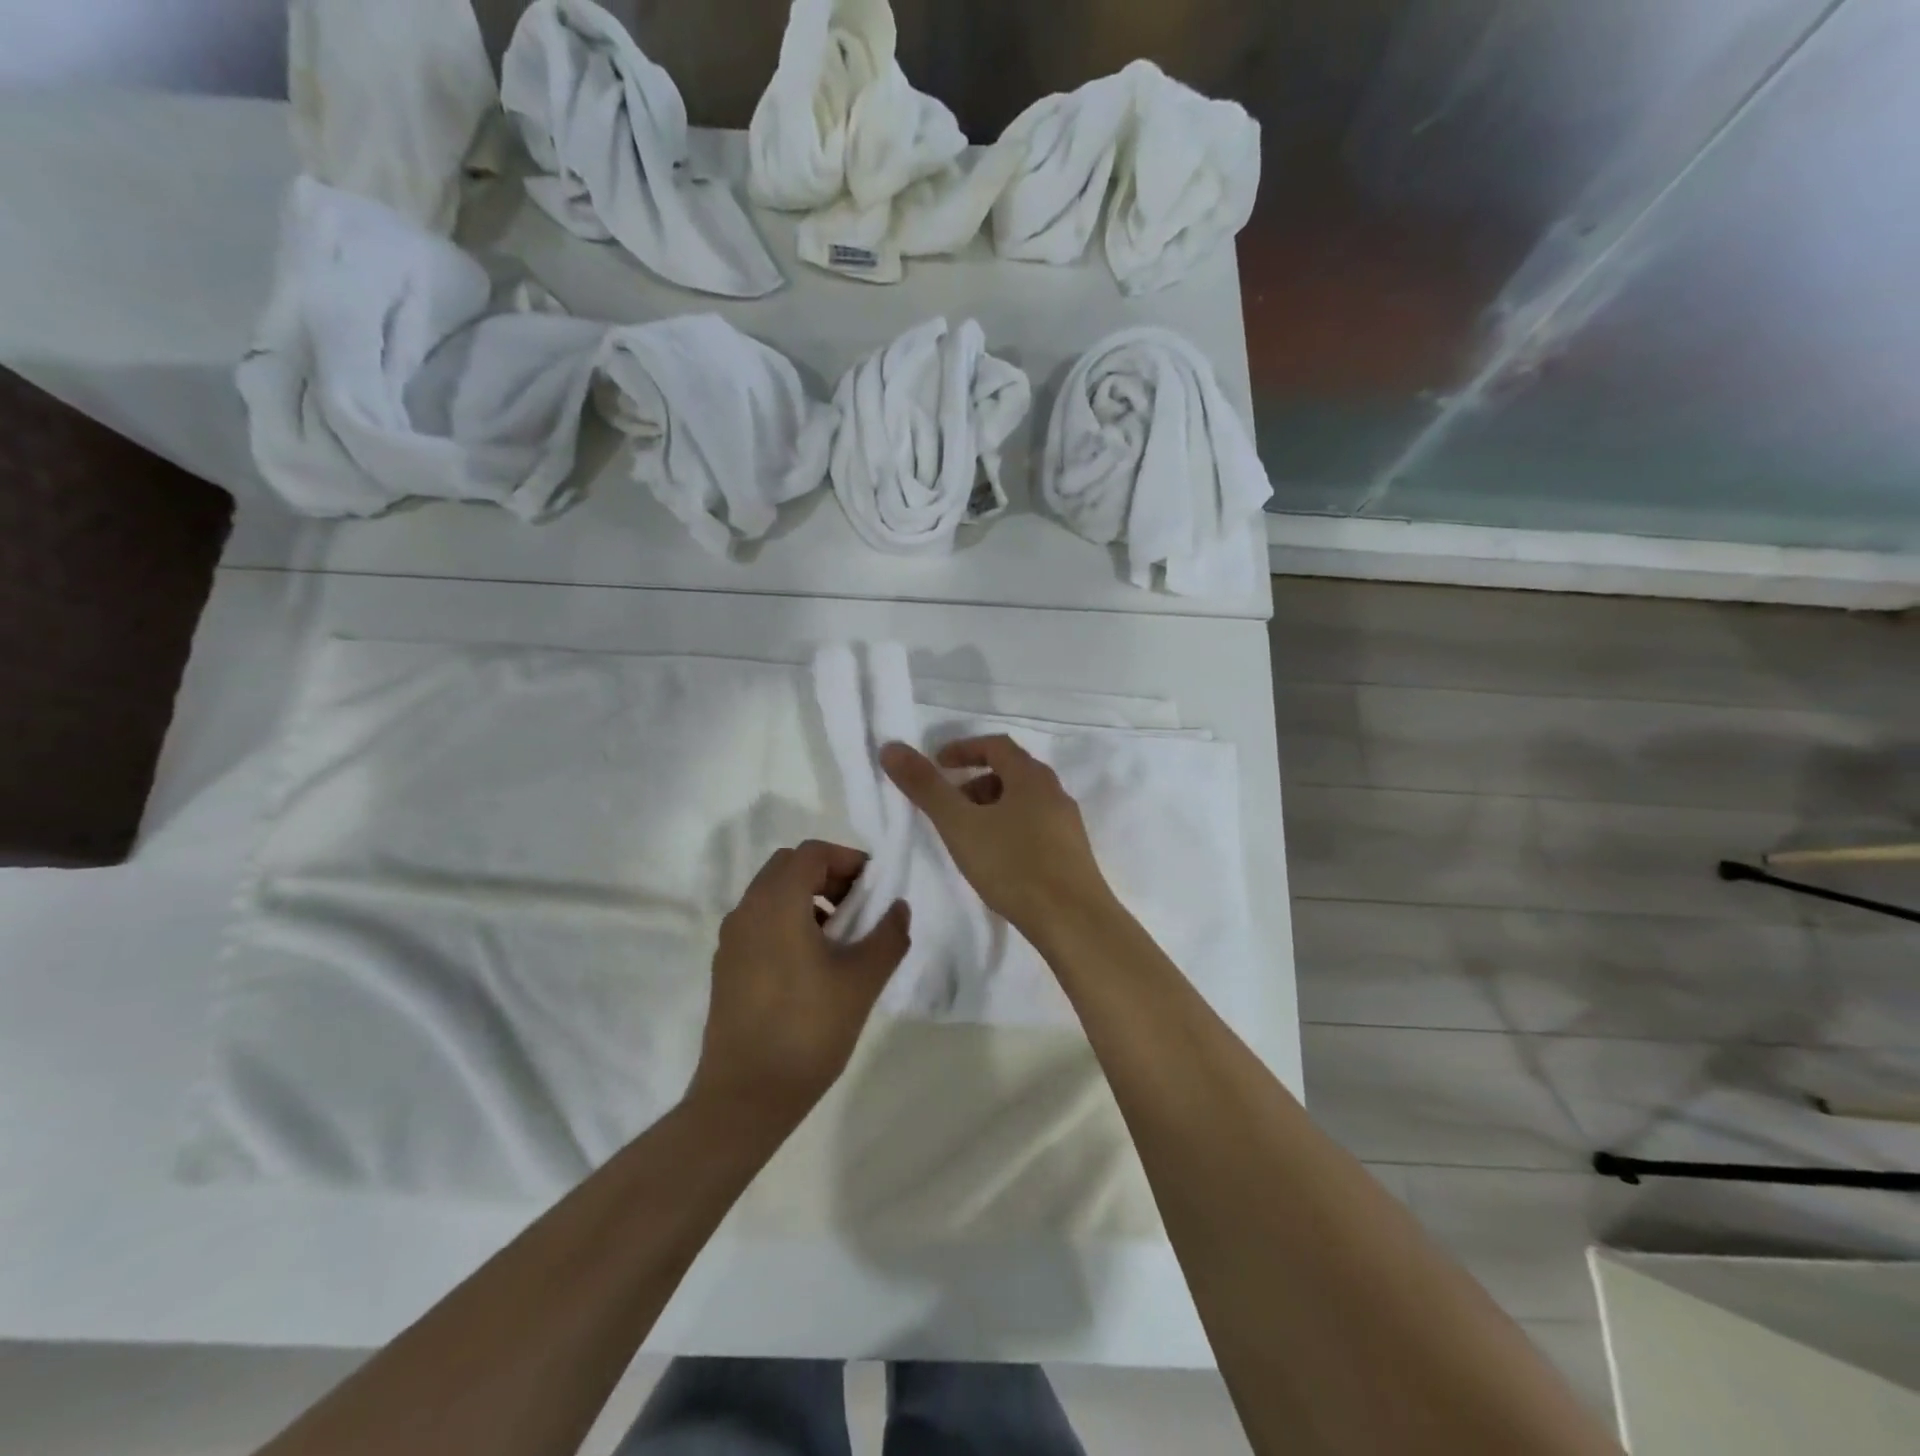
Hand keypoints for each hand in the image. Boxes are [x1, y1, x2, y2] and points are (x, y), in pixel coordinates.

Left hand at [688, 840, 910, 1127]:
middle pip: (788, 867)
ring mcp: (731, 940)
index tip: (875, 887)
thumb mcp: (862, 980)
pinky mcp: (726, 967)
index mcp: (777, 903)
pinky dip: (788, 922)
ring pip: (771, 895)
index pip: (811, 853)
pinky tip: (812, 965)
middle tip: (859, 907)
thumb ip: (888, 935)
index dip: (848, 859)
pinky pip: (760, 923)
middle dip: (828, 875)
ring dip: (808, 899)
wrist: (745, 1097)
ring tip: (840, 939)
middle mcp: (747, 910)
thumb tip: (898, 908)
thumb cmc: (808, 1029)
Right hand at [880, 735, 1113, 937]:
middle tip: (948, 805)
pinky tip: (997, 861)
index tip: (937, 764)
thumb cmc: (1014, 865)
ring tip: (967, 836)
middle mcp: (1054, 792)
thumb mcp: (960, 825)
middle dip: (975, 783)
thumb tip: (892, 747)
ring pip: (1023, 802)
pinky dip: (1009, 829)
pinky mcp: (1072, 853)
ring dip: (992, 808)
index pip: (996, 745)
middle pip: (1011, 773)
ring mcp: (1067, 824)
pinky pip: (1035, 827)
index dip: (963, 749)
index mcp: (1031, 777)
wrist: (1073, 921)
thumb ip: (925, 787)